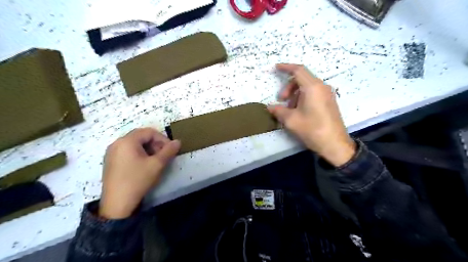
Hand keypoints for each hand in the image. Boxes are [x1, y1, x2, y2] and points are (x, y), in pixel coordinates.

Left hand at [98, 127, 180, 218]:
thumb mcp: (157, 164)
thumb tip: (178, 141)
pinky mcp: (110, 162)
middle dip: (155, 144)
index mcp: (127, 141)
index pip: (149, 132)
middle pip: (141, 136)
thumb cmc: (138, 180)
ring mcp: (111, 153)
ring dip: (148, 149)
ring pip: (134, 144)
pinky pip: (127, 151)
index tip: (170, 149)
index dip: (162, 139)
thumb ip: (169, 151)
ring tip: (155, 161)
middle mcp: (117, 143)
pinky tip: (144, 165)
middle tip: (164, 155)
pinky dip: (139, 154)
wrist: (117, 204)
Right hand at [269, 62, 356, 165]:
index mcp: (313, 87)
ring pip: (307, 87)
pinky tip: (299, 111)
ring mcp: (327, 94)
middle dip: (289, 87)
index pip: (298, 70)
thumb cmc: (312, 129)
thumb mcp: (291, 120)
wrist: (335, 144)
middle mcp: (322, 87)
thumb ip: (278, 110)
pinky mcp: (329, 102)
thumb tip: (269, 107)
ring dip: (295, 94)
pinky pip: (313, 93)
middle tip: (281, 100)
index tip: (276, 68)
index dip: (286, 67)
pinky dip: (303, 98)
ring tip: (290, 109)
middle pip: (302, 79)